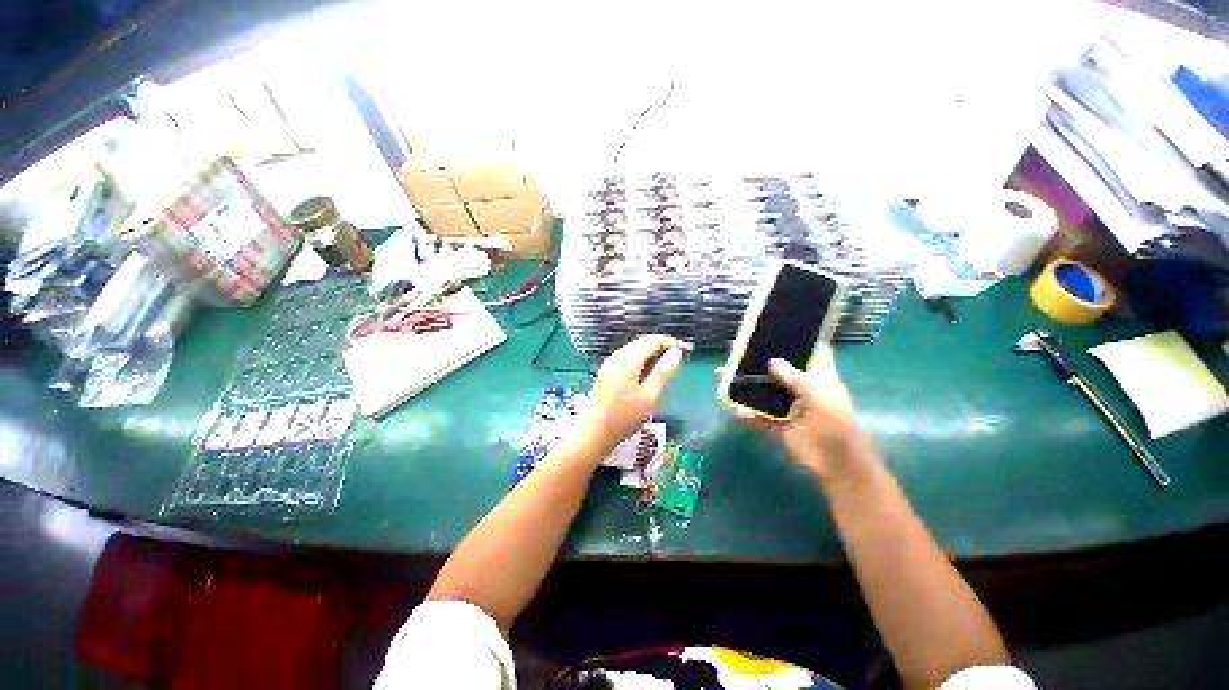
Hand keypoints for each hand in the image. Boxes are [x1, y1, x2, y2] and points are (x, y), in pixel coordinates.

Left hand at [578, 334, 690, 455]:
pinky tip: (651, 373)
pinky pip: (629, 357)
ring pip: (637, 349)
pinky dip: (644, 360)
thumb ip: (663, 373)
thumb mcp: (649, 397)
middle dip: (664, 346)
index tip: (688, 350)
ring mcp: (611, 363)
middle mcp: (618, 356)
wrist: (594, 432)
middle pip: (644, 342)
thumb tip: (676, 352)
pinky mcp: (608, 371)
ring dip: (654, 353)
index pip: (653, 340)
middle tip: (682, 357)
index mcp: (628, 359)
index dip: (672, 342)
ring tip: (670, 365)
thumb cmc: (624, 417)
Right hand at [733, 348, 878, 487]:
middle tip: (736, 349)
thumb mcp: (818, 393)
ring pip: (762, 390)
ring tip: (722, 374)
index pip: (809, 351)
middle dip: (758, 360)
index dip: (796, 339)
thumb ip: (794, 377)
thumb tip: (772, 361)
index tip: (776, 328)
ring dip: (744, 385)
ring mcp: (788, 405)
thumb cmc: (834, 422)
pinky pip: (758, 415)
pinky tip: (738, 411)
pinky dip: (748, 414)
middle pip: (777, 369)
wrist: (835, 462)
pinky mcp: (778, 423)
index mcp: (817, 375)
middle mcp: (801, 387)